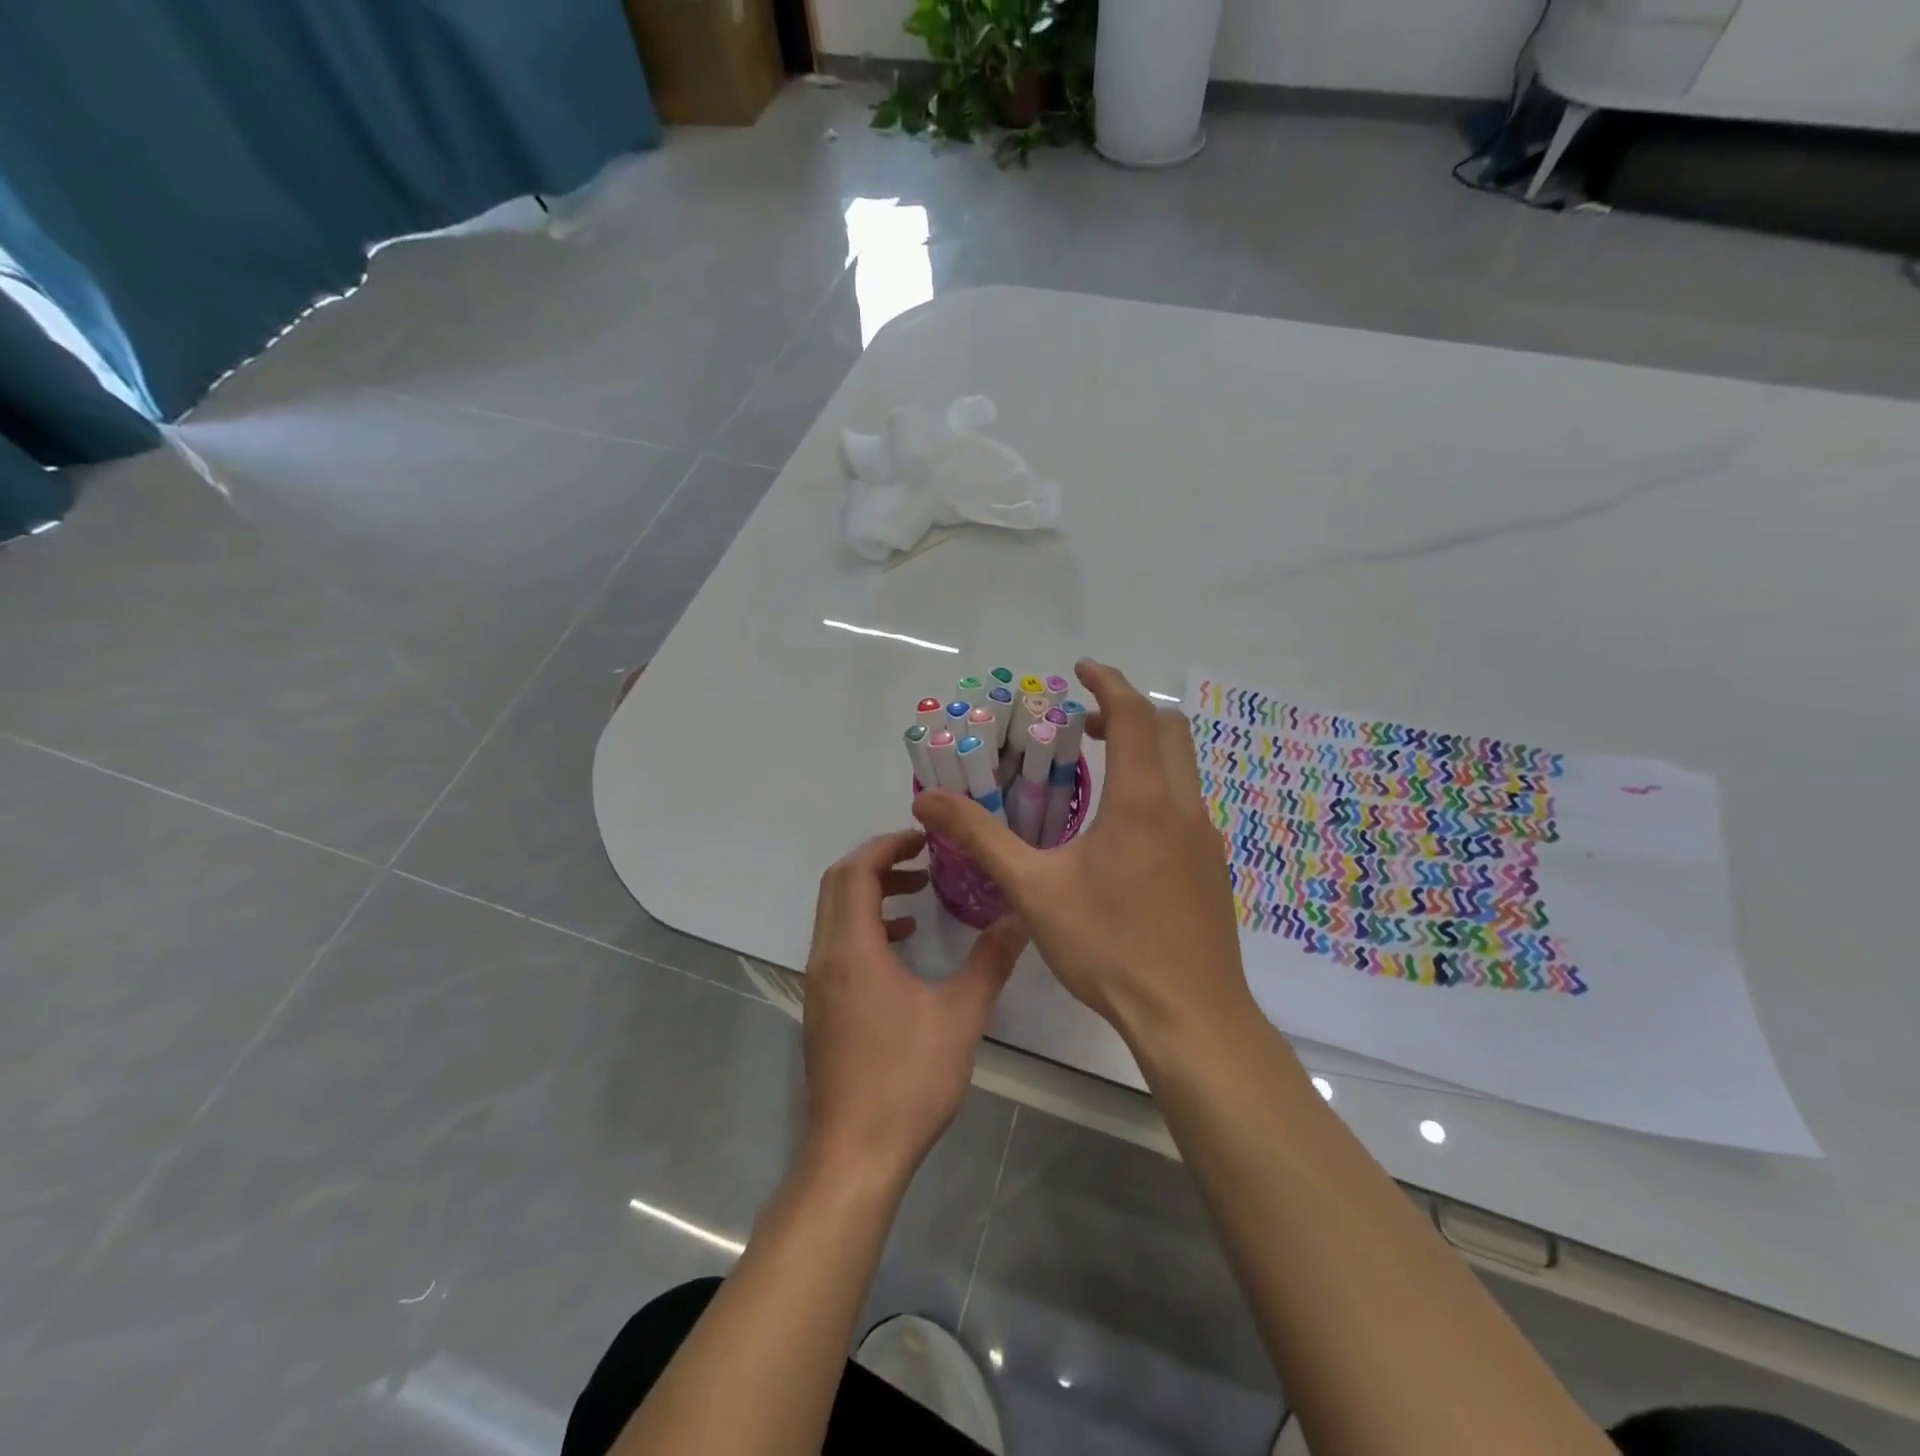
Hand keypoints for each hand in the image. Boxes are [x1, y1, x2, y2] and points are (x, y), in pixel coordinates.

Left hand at [801, 829, 1027, 1187]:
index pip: (856, 872)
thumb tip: (1020, 917)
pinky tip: (904, 945)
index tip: (925, 838)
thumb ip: (990, 961)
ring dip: (872, 894)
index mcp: (852, 951)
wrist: (854, 1156)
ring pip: (836, 914)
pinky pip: (838, 944)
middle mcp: (825, 958)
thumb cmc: (906, 1082)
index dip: (887, 845)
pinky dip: (867, 927)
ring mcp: (819, 984)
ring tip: (921, 895)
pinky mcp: (822, 1007)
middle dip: (879, 862)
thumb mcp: (960, 1018)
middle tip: (923, 857)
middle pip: (838, 885)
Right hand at [912, 661, 1252, 1049]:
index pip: (1134, 715)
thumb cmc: (1109, 947)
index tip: (1079, 669)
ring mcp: (1206, 838)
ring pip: (1183, 767)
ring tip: (1098, 769)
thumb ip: (982, 837)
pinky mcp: (1212, 867)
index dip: (1107, 683)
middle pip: (1169, 730)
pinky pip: (1186, 803)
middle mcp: (1183, 807)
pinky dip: (1157, 786)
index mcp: (1143, 800)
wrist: (1189, 1016)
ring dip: (1145, 749)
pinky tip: (1123, 831)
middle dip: (1127, 712)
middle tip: (1083, 724)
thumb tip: (926, 802)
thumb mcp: (1034, 890)